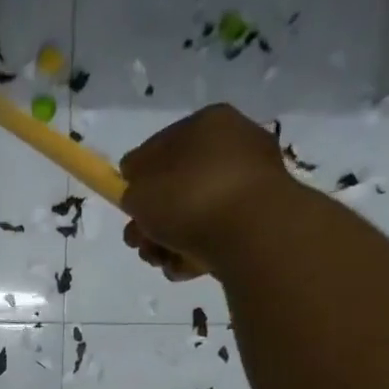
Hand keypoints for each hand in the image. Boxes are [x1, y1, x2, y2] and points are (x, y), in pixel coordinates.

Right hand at [119, 104, 291, 280]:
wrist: (252, 233)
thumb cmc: (189, 199)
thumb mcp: (138, 191)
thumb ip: (130, 188)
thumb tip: (137, 190)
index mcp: (206, 123)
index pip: (157, 148)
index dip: (135, 179)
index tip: (127, 207)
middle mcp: (234, 145)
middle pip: (176, 186)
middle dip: (151, 219)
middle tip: (140, 241)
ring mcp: (251, 183)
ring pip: (193, 215)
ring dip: (168, 240)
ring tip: (160, 259)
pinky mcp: (261, 218)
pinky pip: (217, 233)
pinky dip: (196, 251)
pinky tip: (185, 266)